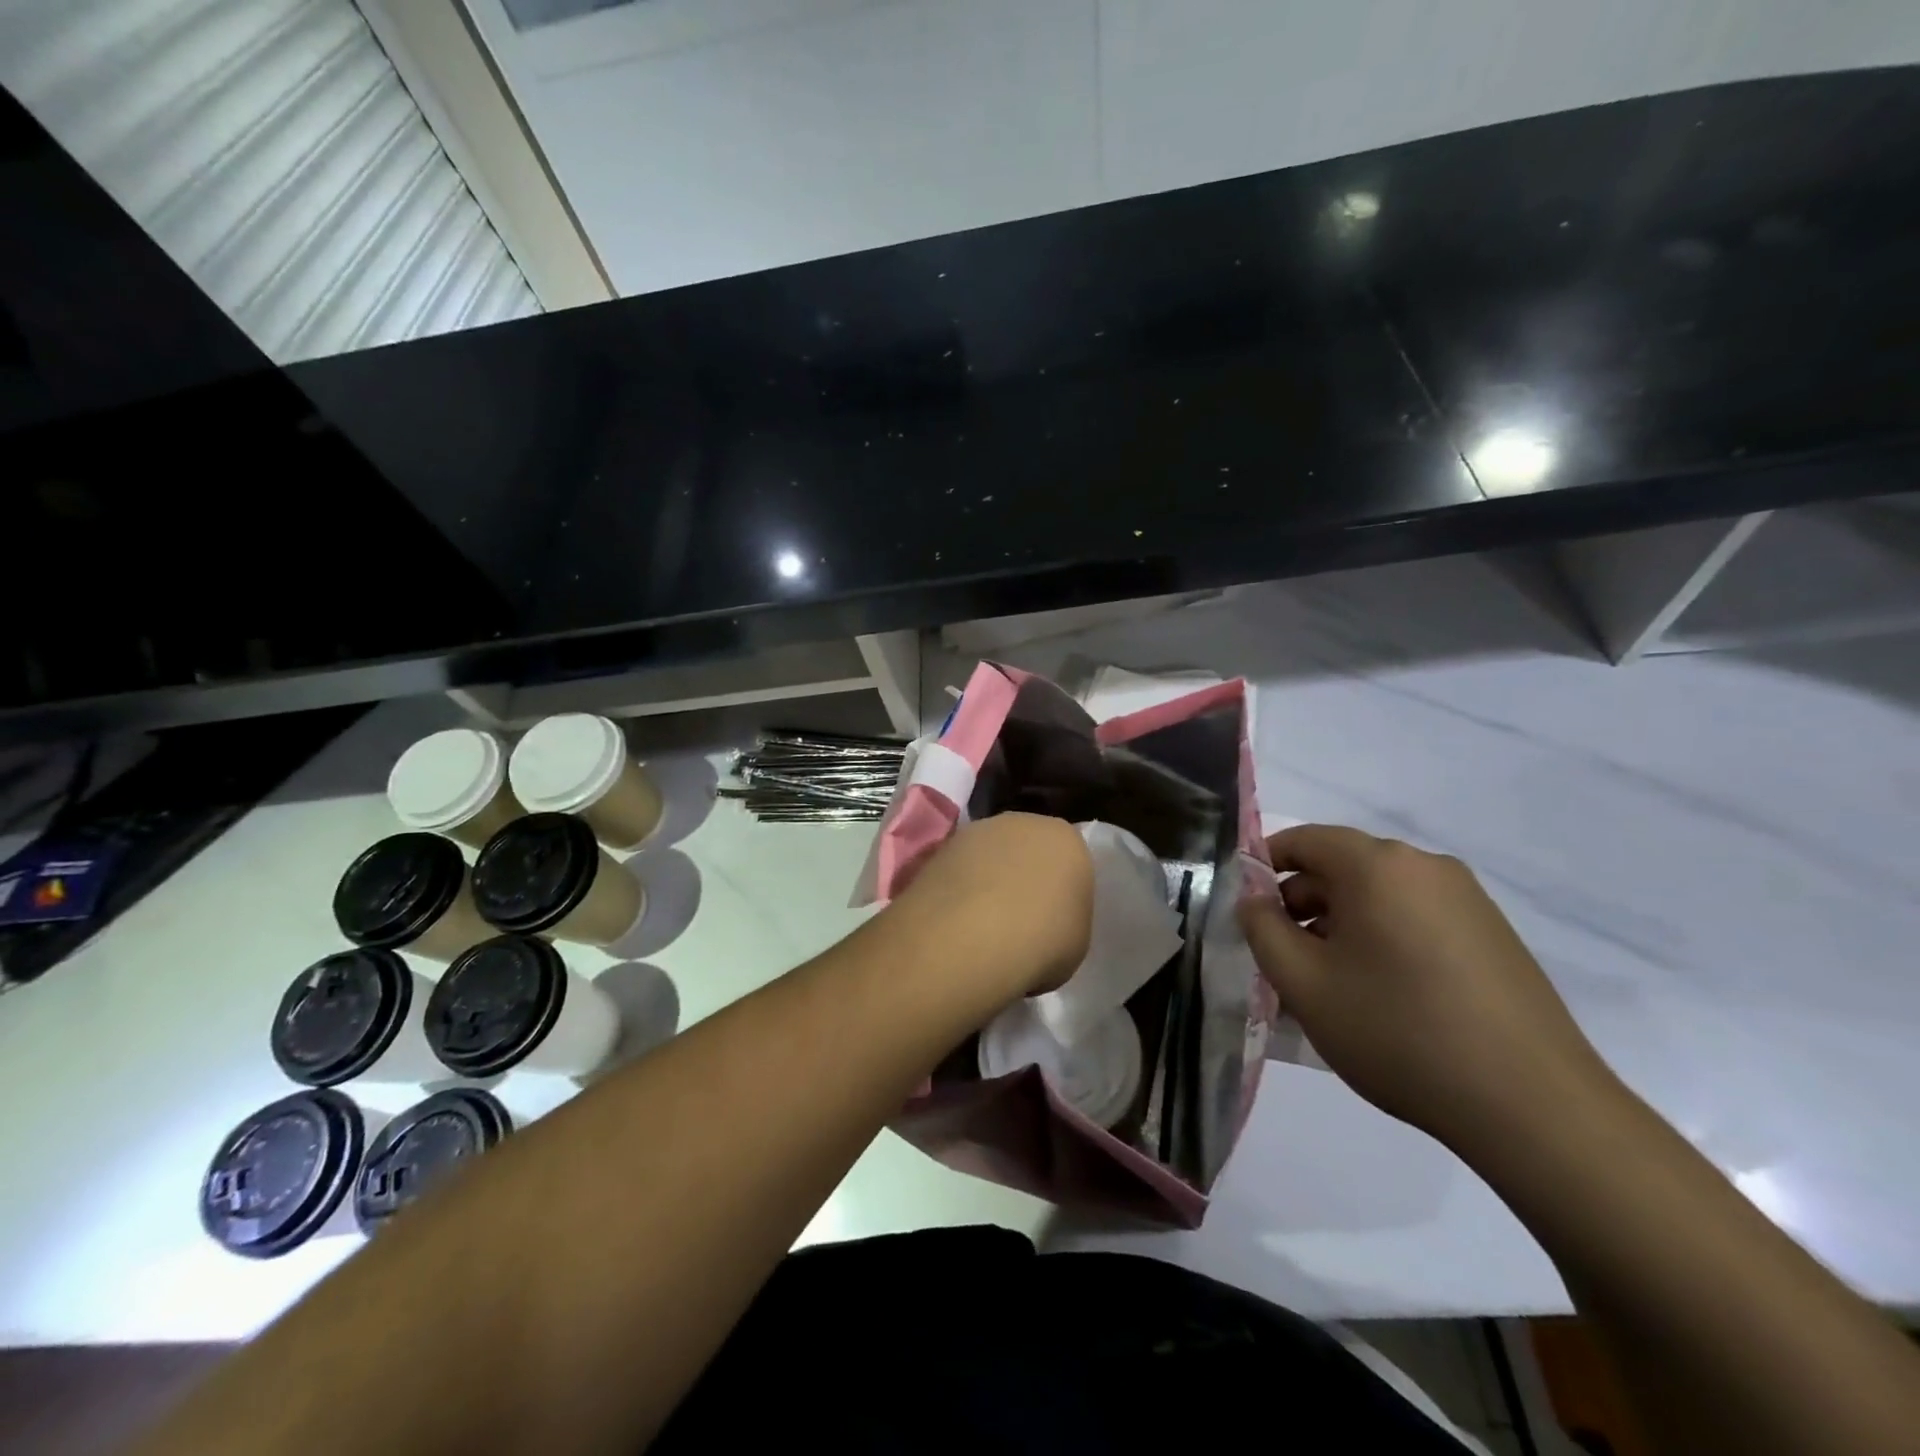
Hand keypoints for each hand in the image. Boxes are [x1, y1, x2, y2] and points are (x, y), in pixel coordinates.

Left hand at [891, 813, 1092, 999]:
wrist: (972, 936)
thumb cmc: (1042, 940)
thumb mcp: (1075, 941)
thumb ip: (1065, 918)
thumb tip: (1044, 921)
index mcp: (1067, 839)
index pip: (1071, 860)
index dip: (1062, 892)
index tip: (1054, 921)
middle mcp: (1023, 822)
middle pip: (1028, 849)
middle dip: (1025, 877)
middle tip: (1020, 919)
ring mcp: (978, 831)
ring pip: (991, 856)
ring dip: (988, 880)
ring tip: (982, 924)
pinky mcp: (941, 847)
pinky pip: (961, 870)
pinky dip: (960, 890)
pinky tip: (957, 922)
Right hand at [1239, 824, 1621, 1155]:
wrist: (1532, 1107)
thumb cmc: (1398, 1032)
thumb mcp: (1304, 984)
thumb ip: (1262, 930)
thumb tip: (1254, 900)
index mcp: (1378, 865)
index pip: (1303, 840)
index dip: (1264, 867)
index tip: (1247, 910)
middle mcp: (1425, 867)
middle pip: (1342, 868)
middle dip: (1302, 906)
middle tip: (1282, 960)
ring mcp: (1467, 900)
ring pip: (1378, 897)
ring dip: (1341, 928)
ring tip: (1327, 987)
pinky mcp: (1493, 936)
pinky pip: (1415, 919)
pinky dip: (1382, 941)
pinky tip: (1379, 997)